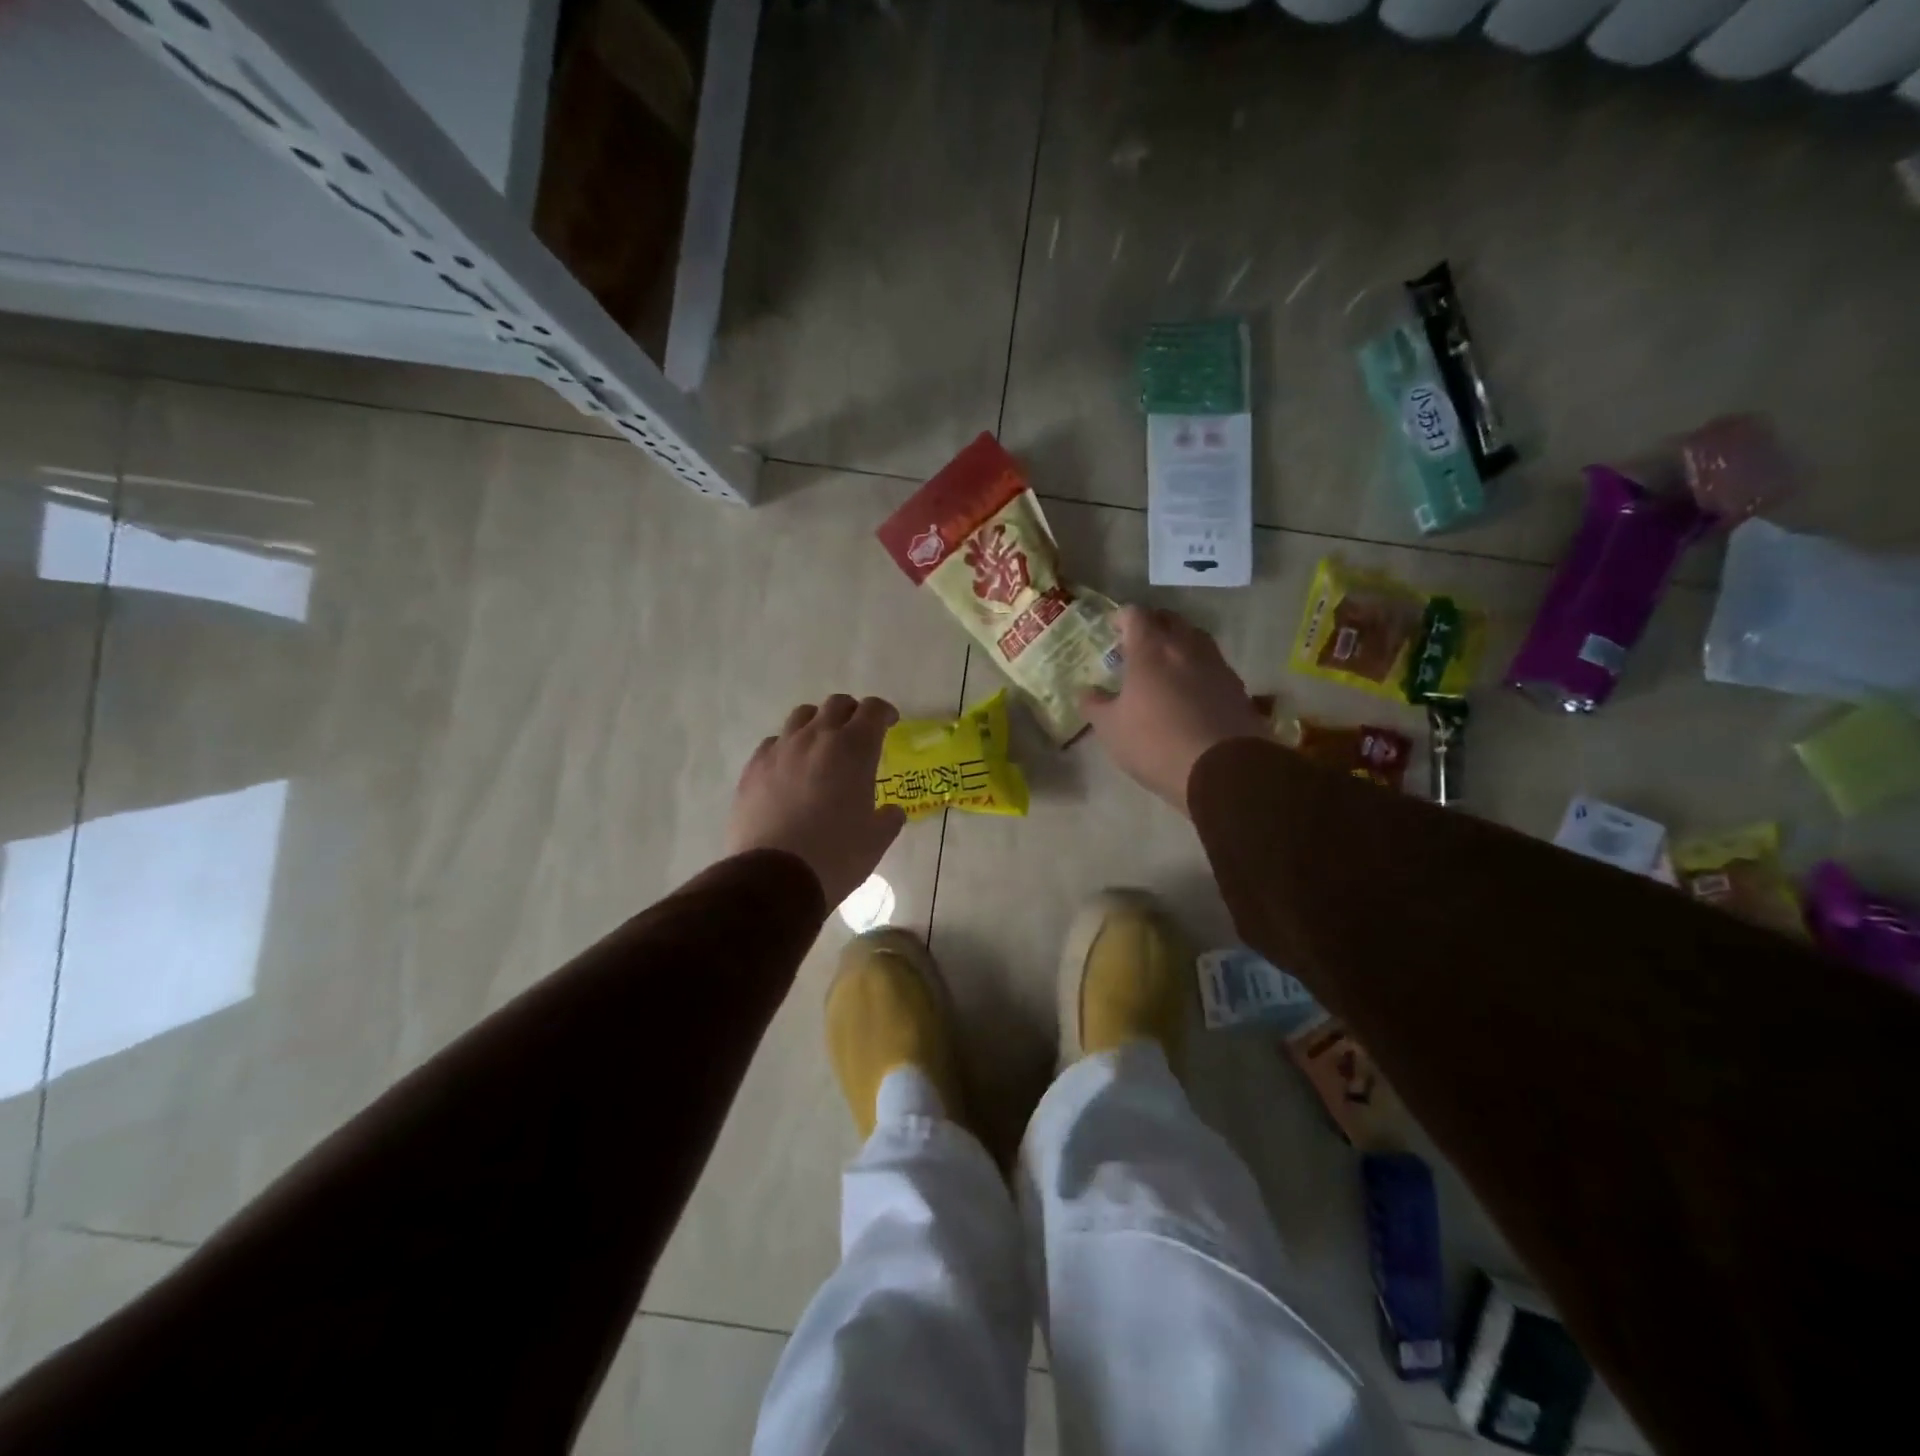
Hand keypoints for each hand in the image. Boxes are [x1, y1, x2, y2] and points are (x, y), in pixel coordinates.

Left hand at [725, 695, 905, 906]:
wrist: (774, 877)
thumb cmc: (836, 856)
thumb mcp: (876, 841)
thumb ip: (888, 819)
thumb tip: (891, 812)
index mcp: (854, 749)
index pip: (873, 710)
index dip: (884, 713)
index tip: (889, 723)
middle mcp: (817, 738)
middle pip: (836, 705)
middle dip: (852, 713)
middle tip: (858, 732)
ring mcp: (780, 750)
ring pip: (801, 716)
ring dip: (818, 723)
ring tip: (822, 745)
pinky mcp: (753, 767)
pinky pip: (773, 742)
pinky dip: (788, 747)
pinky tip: (790, 769)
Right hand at [1080, 606, 1270, 813]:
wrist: (1222, 769)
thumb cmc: (1155, 743)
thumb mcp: (1111, 729)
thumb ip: (1094, 705)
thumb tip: (1085, 692)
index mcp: (1151, 650)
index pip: (1135, 614)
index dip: (1122, 617)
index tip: (1113, 628)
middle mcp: (1185, 647)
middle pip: (1170, 619)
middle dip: (1153, 624)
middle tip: (1138, 643)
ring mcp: (1216, 664)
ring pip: (1196, 639)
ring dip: (1179, 643)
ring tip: (1166, 664)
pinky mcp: (1237, 686)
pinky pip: (1213, 664)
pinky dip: (1198, 668)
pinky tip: (1191, 690)